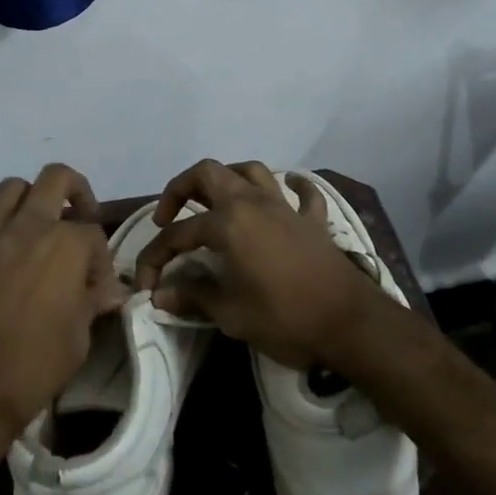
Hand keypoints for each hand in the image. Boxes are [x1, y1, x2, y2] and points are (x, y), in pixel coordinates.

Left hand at [0, 164, 128, 445]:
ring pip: (8, 189)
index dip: (99, 259)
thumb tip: (109, 290)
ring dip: (23, 198)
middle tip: (73, 217)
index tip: (97, 286)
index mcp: (66, 246)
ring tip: (25, 221)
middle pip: (56, 179)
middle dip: (72, 191)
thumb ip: (92, 303)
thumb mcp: (79, 340)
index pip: (93, 233)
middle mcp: (27, 227)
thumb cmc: (32, 370)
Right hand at [132, 160, 379, 369]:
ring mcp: (285, 207)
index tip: (146, 284)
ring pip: (251, 171)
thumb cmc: (285, 318)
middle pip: (209, 173)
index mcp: (228, 223)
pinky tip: (286, 189)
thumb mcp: (231, 314)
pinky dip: (292, 186)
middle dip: (181, 188)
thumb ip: (194, 297)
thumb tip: (160, 294)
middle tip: (169, 216)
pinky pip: (302, 193)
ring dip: (228, 178)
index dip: (155, 256)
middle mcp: (252, 203)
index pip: (179, 234)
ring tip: (215, 201)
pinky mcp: (312, 220)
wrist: (349, 323)